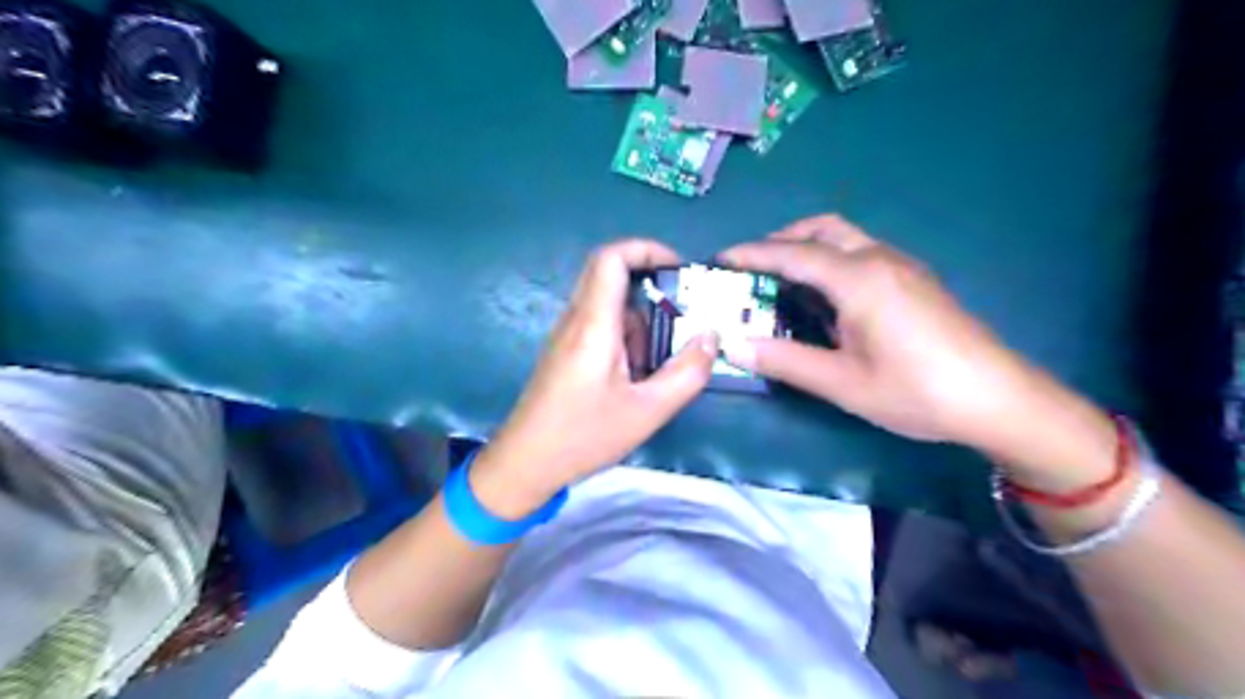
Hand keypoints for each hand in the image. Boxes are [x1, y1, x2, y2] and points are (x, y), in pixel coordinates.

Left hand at [473, 240, 713, 518]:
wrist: (525, 463)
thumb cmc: (583, 436)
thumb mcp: (648, 411)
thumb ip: (686, 373)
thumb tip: (711, 337)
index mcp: (593, 324)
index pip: (611, 257)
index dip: (646, 249)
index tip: (679, 269)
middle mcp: (576, 319)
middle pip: (613, 278)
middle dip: (653, 291)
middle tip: (683, 319)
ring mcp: (567, 335)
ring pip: (610, 307)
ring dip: (642, 325)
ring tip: (660, 365)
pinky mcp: (566, 352)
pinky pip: (601, 328)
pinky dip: (627, 341)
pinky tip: (637, 379)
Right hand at [716, 216, 1114, 487]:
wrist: (998, 399)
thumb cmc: (916, 391)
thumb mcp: (842, 382)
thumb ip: (785, 360)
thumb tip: (733, 345)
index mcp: (858, 278)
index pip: (793, 254)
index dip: (752, 254)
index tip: (721, 258)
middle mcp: (879, 259)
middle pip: (822, 230)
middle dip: (782, 240)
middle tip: (754, 269)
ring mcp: (902, 266)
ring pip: (845, 238)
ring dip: (809, 248)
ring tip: (784, 283)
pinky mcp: (915, 280)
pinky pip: (862, 254)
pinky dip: (832, 261)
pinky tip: (828, 298)